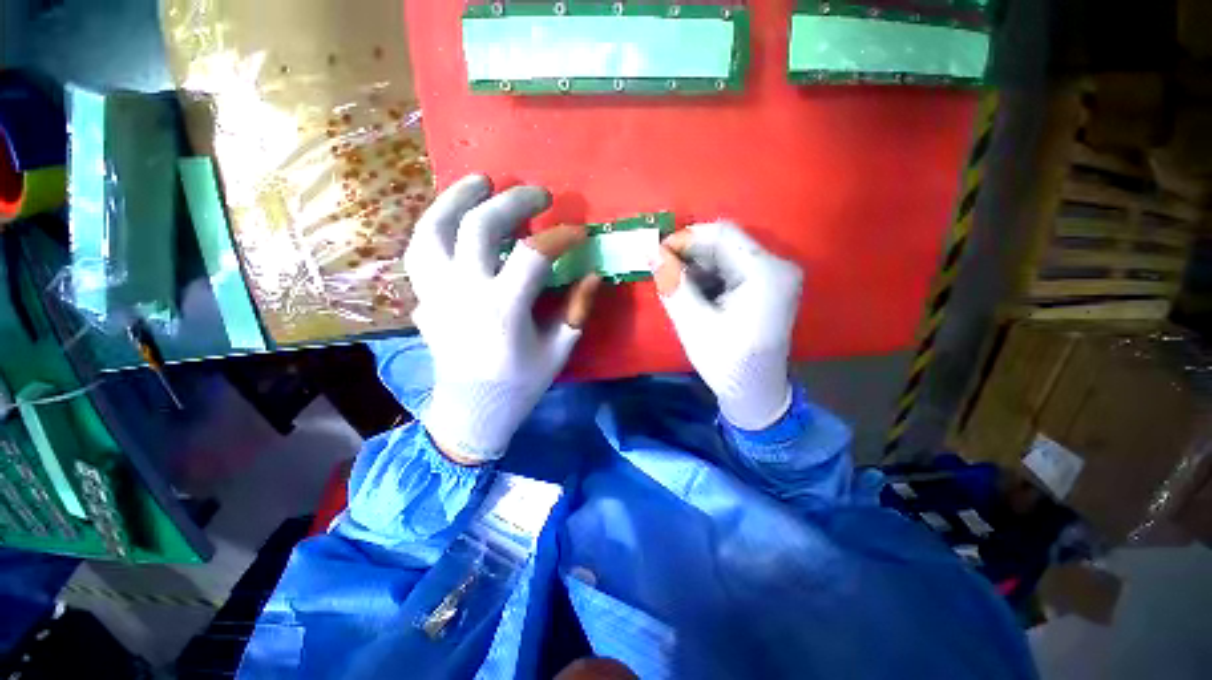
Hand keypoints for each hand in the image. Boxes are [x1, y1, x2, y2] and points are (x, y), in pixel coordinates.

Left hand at [404, 175, 600, 464]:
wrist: (470, 410)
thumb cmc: (519, 384)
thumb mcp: (558, 351)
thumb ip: (578, 310)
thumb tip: (593, 274)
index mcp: (503, 311)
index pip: (532, 256)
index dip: (559, 237)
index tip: (577, 232)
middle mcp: (464, 293)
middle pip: (479, 227)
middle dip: (512, 201)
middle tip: (537, 194)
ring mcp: (436, 292)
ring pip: (433, 228)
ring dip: (457, 197)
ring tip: (480, 182)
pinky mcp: (424, 296)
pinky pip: (419, 249)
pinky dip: (436, 223)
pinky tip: (452, 215)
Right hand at [654, 221, 802, 429]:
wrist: (755, 393)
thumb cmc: (726, 362)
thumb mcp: (694, 323)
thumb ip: (673, 284)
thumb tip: (651, 251)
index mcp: (765, 273)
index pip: (723, 234)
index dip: (686, 238)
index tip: (658, 254)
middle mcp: (777, 265)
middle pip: (726, 243)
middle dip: (689, 254)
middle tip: (662, 271)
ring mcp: (774, 275)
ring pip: (726, 254)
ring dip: (696, 266)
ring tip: (675, 285)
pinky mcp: (767, 285)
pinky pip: (732, 268)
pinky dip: (708, 276)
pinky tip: (693, 292)